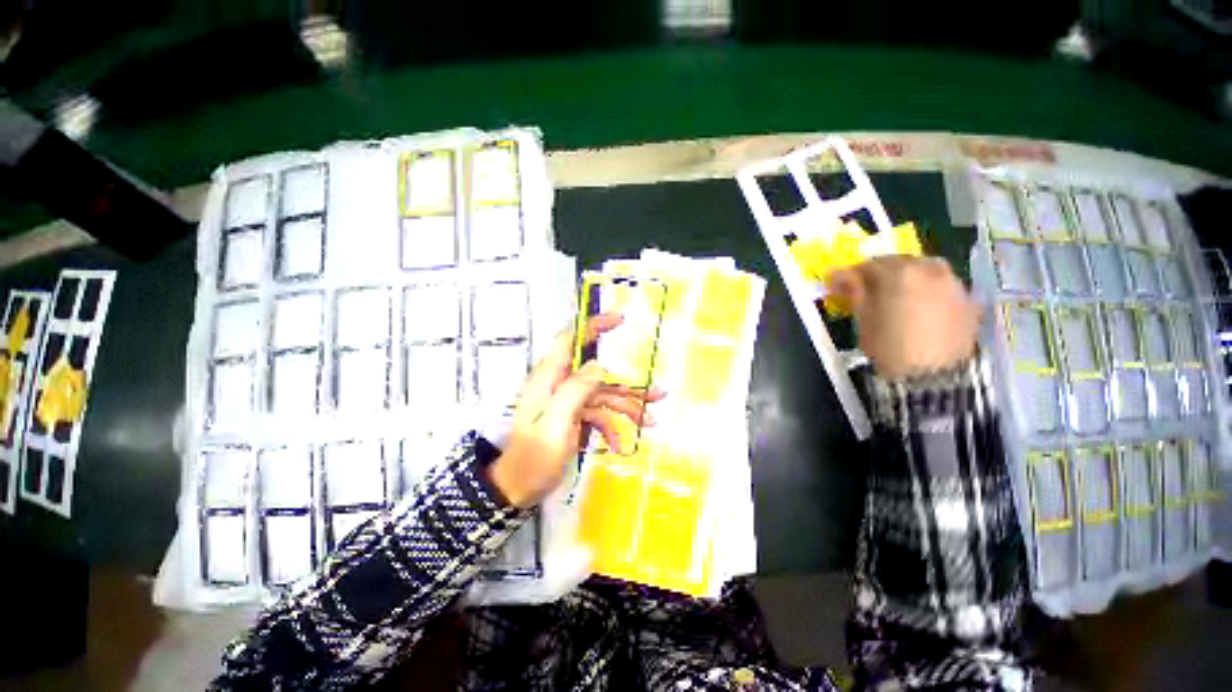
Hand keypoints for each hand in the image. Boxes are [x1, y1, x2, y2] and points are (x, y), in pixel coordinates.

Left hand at [488, 313, 665, 507]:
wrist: (518, 489)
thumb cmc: (533, 458)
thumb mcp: (554, 425)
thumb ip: (574, 391)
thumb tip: (598, 364)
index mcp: (549, 378)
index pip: (570, 340)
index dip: (593, 326)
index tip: (620, 319)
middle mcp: (560, 384)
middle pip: (598, 374)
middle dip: (627, 385)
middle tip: (657, 393)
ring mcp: (568, 401)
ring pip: (604, 395)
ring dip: (627, 407)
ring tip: (650, 421)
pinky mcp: (574, 416)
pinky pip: (598, 414)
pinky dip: (611, 427)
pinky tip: (620, 444)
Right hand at [828, 256, 979, 379]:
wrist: (931, 377)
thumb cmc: (888, 346)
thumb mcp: (863, 318)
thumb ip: (853, 291)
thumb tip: (837, 274)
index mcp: (899, 272)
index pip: (869, 264)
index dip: (851, 274)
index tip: (840, 285)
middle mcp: (930, 270)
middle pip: (901, 262)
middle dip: (882, 273)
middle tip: (868, 290)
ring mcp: (954, 284)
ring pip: (927, 270)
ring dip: (909, 277)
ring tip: (898, 296)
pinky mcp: (969, 302)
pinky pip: (944, 286)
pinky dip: (930, 289)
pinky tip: (922, 307)